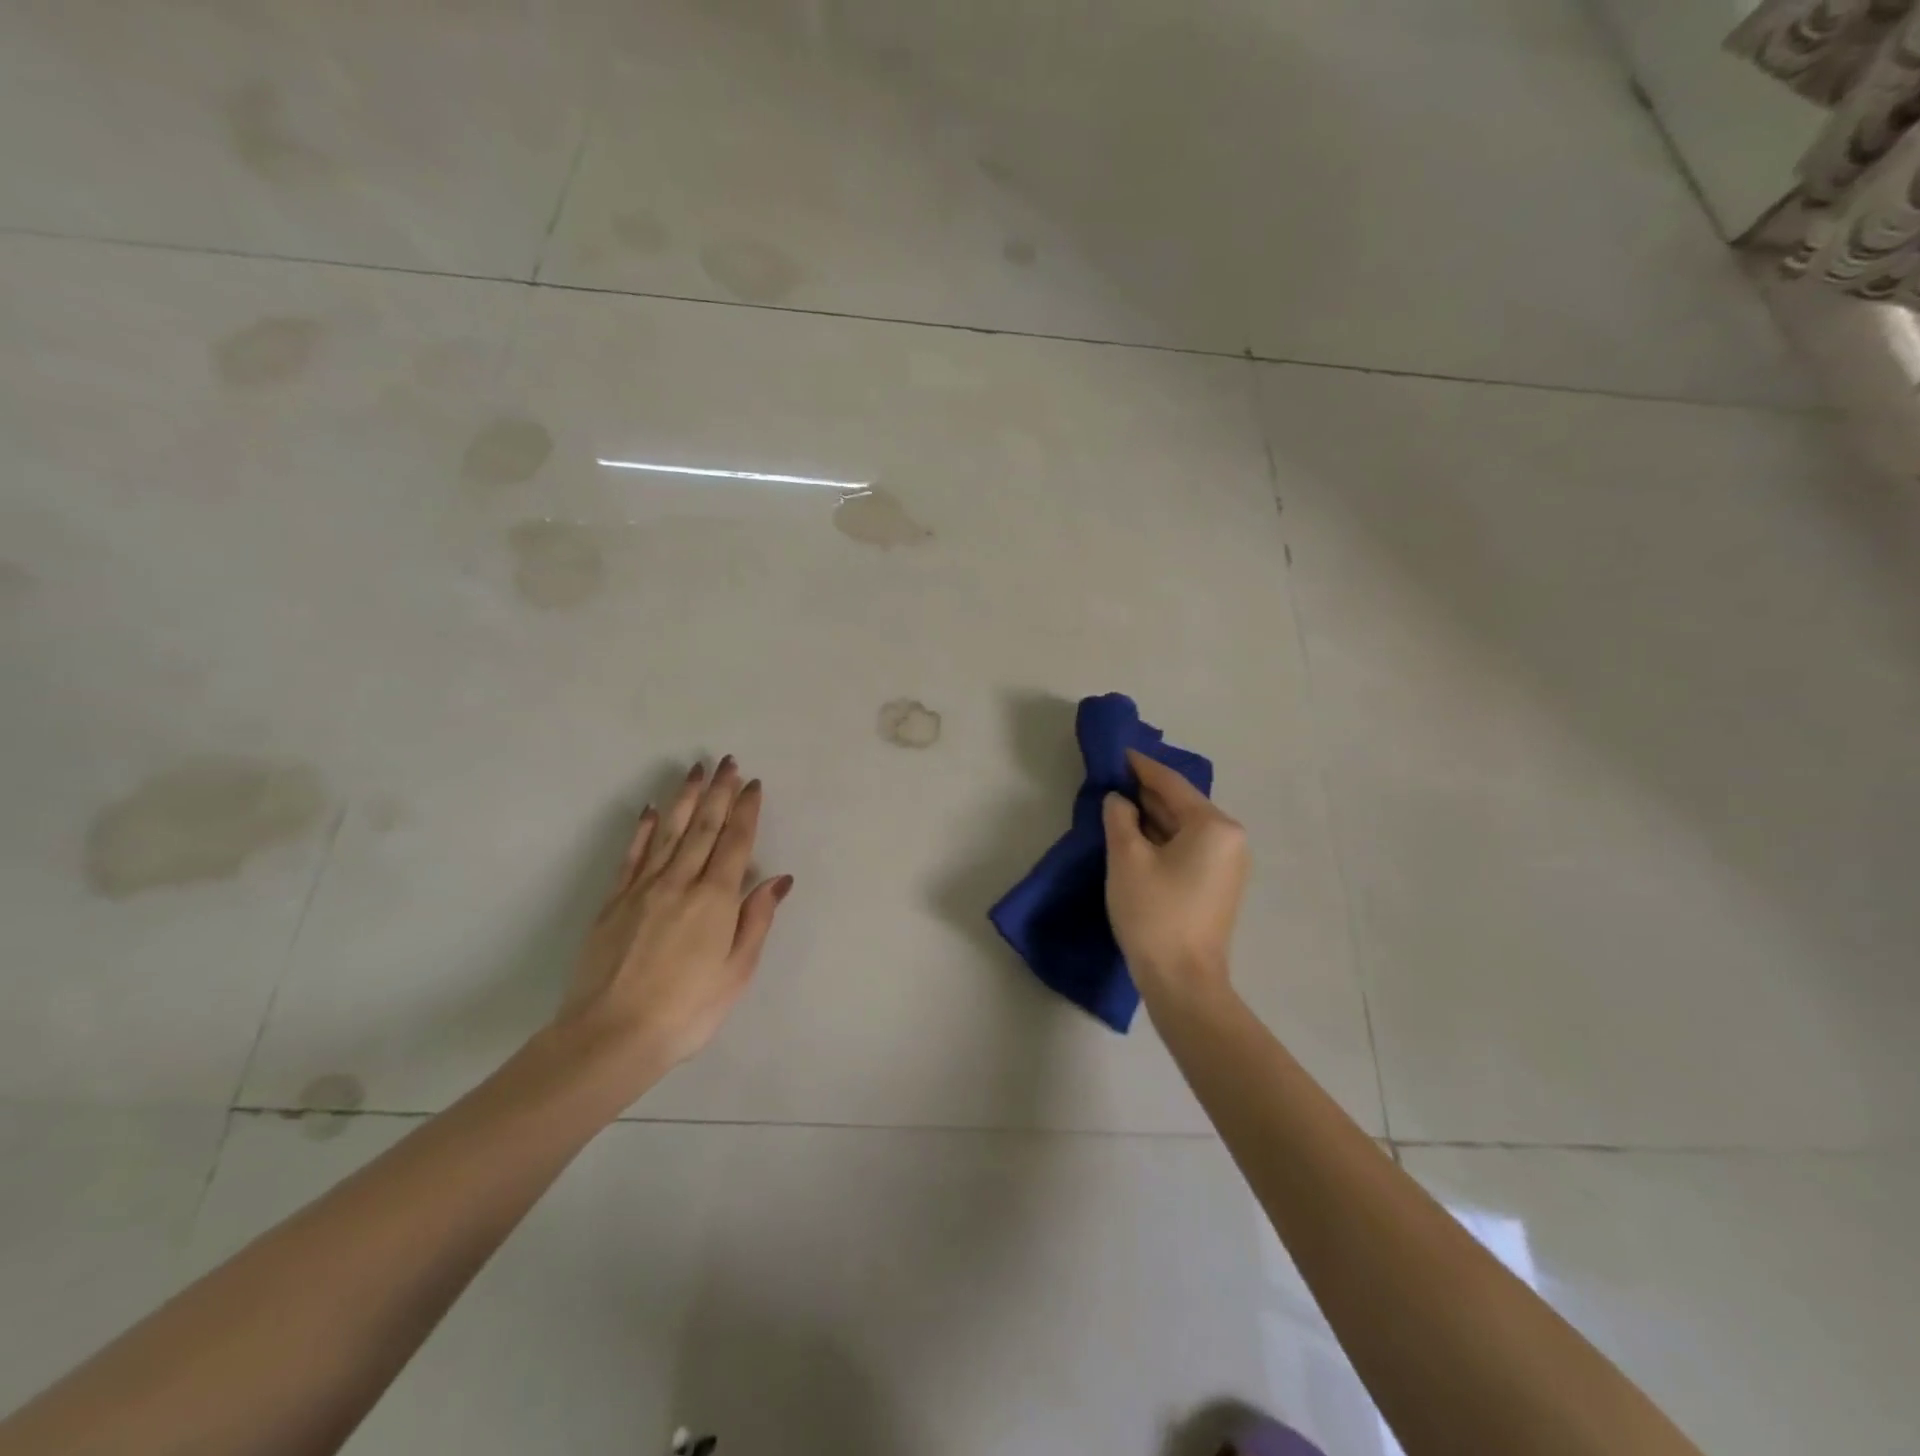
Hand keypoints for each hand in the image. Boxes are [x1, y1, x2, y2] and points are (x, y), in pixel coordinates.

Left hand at [556, 757, 791, 1087]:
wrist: (611, 1036)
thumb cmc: (687, 1010)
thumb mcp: (737, 971)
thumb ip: (756, 920)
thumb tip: (777, 879)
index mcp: (716, 900)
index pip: (735, 843)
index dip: (745, 811)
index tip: (752, 784)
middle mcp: (681, 883)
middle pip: (703, 828)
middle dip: (718, 792)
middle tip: (727, 762)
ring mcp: (643, 889)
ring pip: (670, 833)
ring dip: (685, 799)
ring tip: (695, 771)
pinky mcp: (614, 902)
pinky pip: (633, 856)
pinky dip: (644, 830)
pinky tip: (652, 810)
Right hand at [1102, 748, 1247, 1004]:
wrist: (1183, 981)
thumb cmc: (1155, 913)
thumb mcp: (1127, 859)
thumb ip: (1119, 818)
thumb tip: (1119, 800)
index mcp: (1213, 825)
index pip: (1171, 783)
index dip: (1141, 766)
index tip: (1117, 751)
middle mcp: (1230, 838)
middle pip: (1181, 803)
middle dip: (1146, 791)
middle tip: (1112, 778)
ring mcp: (1228, 864)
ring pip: (1184, 827)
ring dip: (1152, 816)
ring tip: (1119, 804)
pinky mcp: (1218, 885)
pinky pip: (1188, 847)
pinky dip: (1163, 838)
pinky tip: (1137, 837)